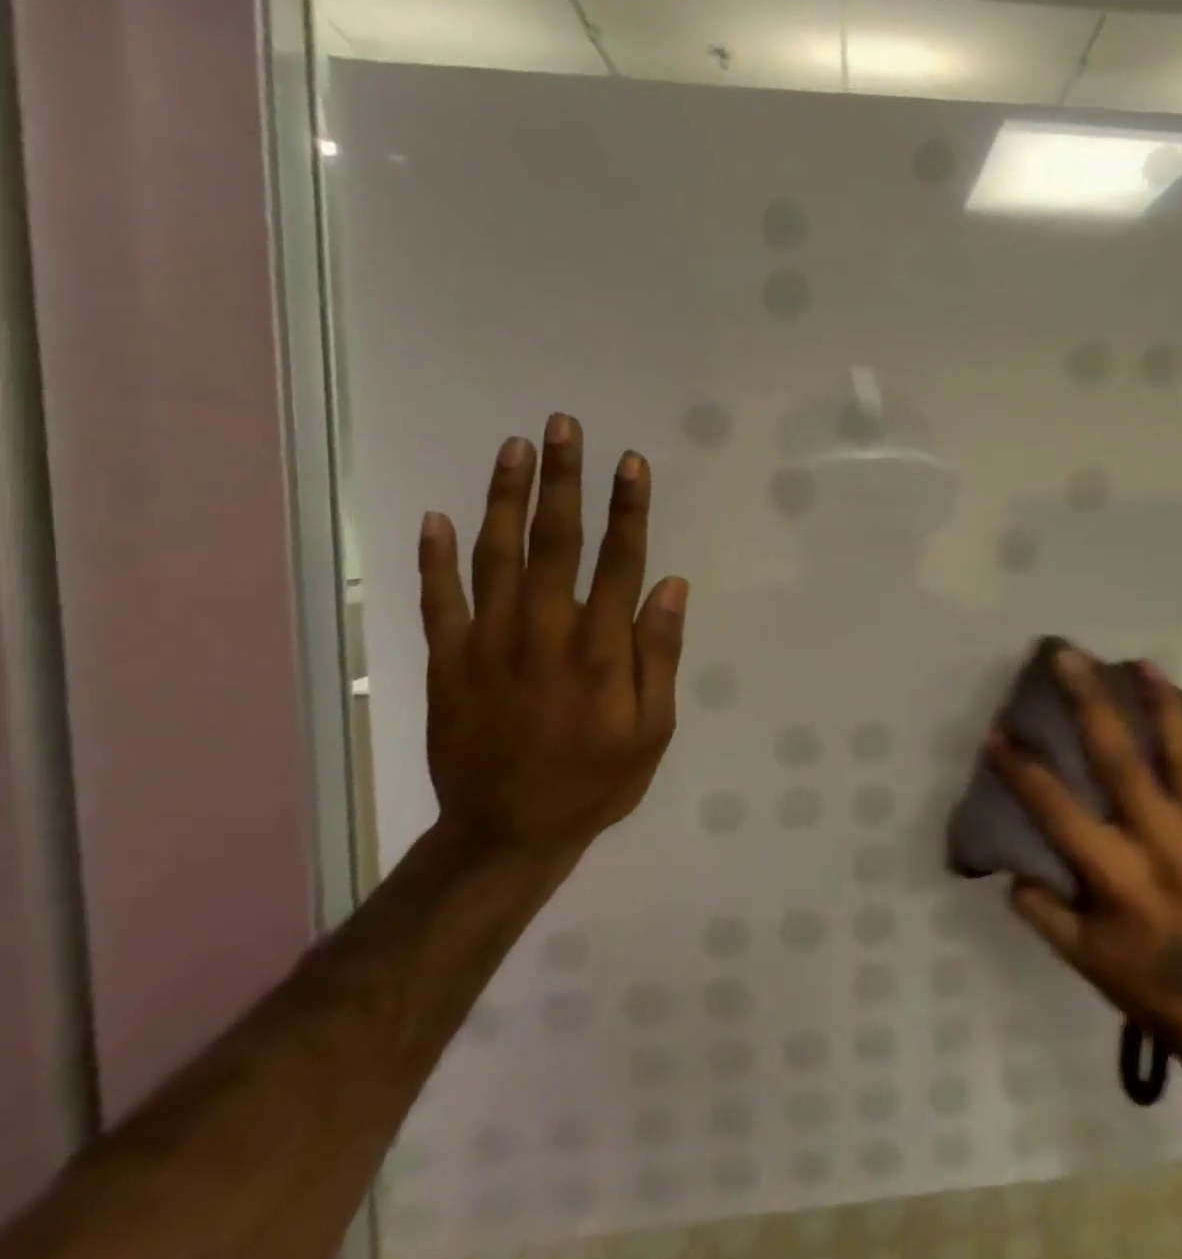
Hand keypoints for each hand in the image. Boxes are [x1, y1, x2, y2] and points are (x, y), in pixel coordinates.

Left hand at [415, 413, 686, 853]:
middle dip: (561, 480)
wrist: (509, 833)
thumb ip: (659, 655)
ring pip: (495, 557)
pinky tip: (437, 516)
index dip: (627, 508)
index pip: (618, 562)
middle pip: (554, 543)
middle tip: (562, 425)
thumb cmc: (597, 780)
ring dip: (504, 498)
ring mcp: (488, 645)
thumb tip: (670, 586)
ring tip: (513, 448)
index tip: (629, 461)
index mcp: (600, 651)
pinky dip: (435, 558)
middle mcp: (544, 634)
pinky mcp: (447, 663)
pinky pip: (438, 601)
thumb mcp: (653, 729)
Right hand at [986, 647, 1181, 1062]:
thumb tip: (1010, 869)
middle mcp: (1162, 842)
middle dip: (1089, 702)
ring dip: (1162, 702)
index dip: (1020, 769)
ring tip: (1142, 663)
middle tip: (1069, 656)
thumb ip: (1043, 912)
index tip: (994, 734)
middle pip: (1120, 758)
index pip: (1056, 809)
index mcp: (1116, 876)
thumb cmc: (1149, 981)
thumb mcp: (1083, 959)